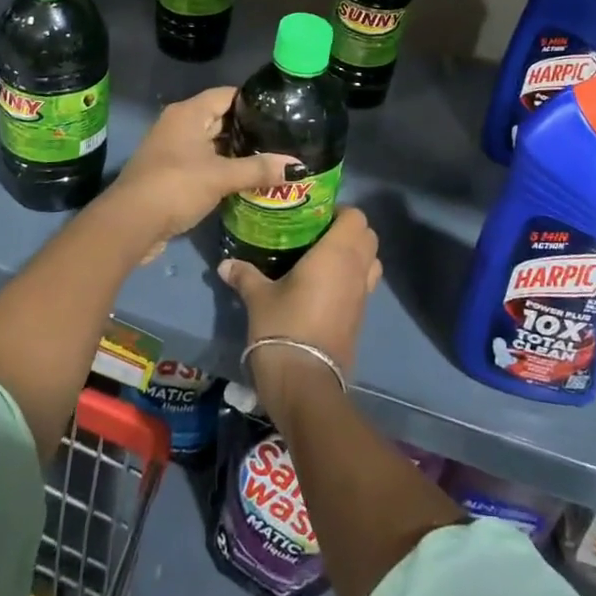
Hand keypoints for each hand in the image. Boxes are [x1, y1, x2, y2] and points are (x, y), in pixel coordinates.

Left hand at [104, 87, 294, 247]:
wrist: (130, 224)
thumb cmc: (176, 186)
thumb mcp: (221, 177)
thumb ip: (258, 169)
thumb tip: (297, 167)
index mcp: (189, 113)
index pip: (228, 95)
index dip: (254, 100)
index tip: (282, 110)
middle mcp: (179, 124)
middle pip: (221, 118)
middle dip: (249, 129)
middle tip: (283, 138)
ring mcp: (173, 149)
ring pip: (213, 143)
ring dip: (237, 152)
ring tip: (271, 158)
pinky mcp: (172, 173)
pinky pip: (204, 162)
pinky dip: (223, 168)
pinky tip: (247, 179)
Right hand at [218, 207, 380, 410]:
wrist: (304, 383)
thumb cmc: (283, 326)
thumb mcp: (258, 297)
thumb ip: (244, 275)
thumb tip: (224, 264)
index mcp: (337, 253)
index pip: (356, 216)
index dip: (340, 212)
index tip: (315, 217)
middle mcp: (356, 269)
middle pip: (368, 236)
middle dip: (349, 231)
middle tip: (318, 235)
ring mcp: (363, 296)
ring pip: (371, 262)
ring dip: (356, 256)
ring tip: (324, 260)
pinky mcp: (360, 318)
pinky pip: (364, 286)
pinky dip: (352, 280)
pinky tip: (324, 288)